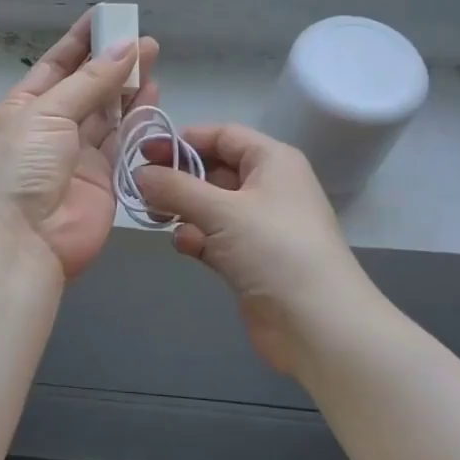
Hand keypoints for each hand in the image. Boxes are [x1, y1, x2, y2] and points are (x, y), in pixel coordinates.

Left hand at [0, 12, 160, 280]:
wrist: (19, 241)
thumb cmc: (20, 166)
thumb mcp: (48, 113)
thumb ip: (91, 82)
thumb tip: (127, 48)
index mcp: (25, 107)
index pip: (57, 65)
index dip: (82, 41)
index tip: (107, 17)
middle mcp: (52, 128)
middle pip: (87, 88)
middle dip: (113, 63)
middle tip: (144, 40)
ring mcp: (79, 156)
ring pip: (109, 114)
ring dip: (129, 88)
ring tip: (154, 59)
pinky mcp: (105, 181)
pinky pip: (124, 144)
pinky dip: (139, 122)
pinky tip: (153, 97)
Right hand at [135, 125, 367, 374]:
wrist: (318, 323)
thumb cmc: (274, 249)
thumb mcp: (222, 210)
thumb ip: (176, 188)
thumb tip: (140, 174)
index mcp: (272, 161)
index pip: (222, 136)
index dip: (182, 140)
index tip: (143, 153)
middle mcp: (268, 187)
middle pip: (214, 170)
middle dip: (178, 178)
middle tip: (141, 188)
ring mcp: (261, 225)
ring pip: (211, 206)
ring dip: (183, 209)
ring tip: (155, 217)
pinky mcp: (252, 259)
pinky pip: (216, 237)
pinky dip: (197, 238)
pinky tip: (184, 245)